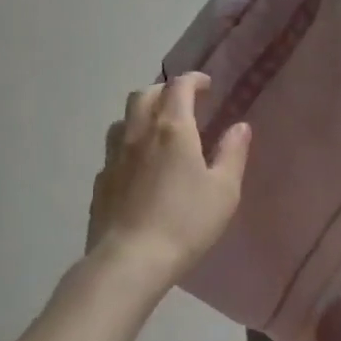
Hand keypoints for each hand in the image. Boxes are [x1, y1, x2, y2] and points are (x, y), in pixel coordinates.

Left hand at [84, 72, 251, 296]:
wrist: (129, 261)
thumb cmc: (185, 222)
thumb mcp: (224, 190)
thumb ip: (232, 153)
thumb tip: (240, 126)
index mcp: (172, 129)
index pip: (179, 86)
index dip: (194, 80)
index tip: (207, 86)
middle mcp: (138, 133)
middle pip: (145, 94)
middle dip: (165, 91)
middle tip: (183, 103)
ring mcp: (114, 157)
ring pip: (123, 119)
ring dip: (142, 115)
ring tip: (158, 131)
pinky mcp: (100, 181)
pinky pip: (113, 150)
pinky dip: (129, 146)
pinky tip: (139, 167)